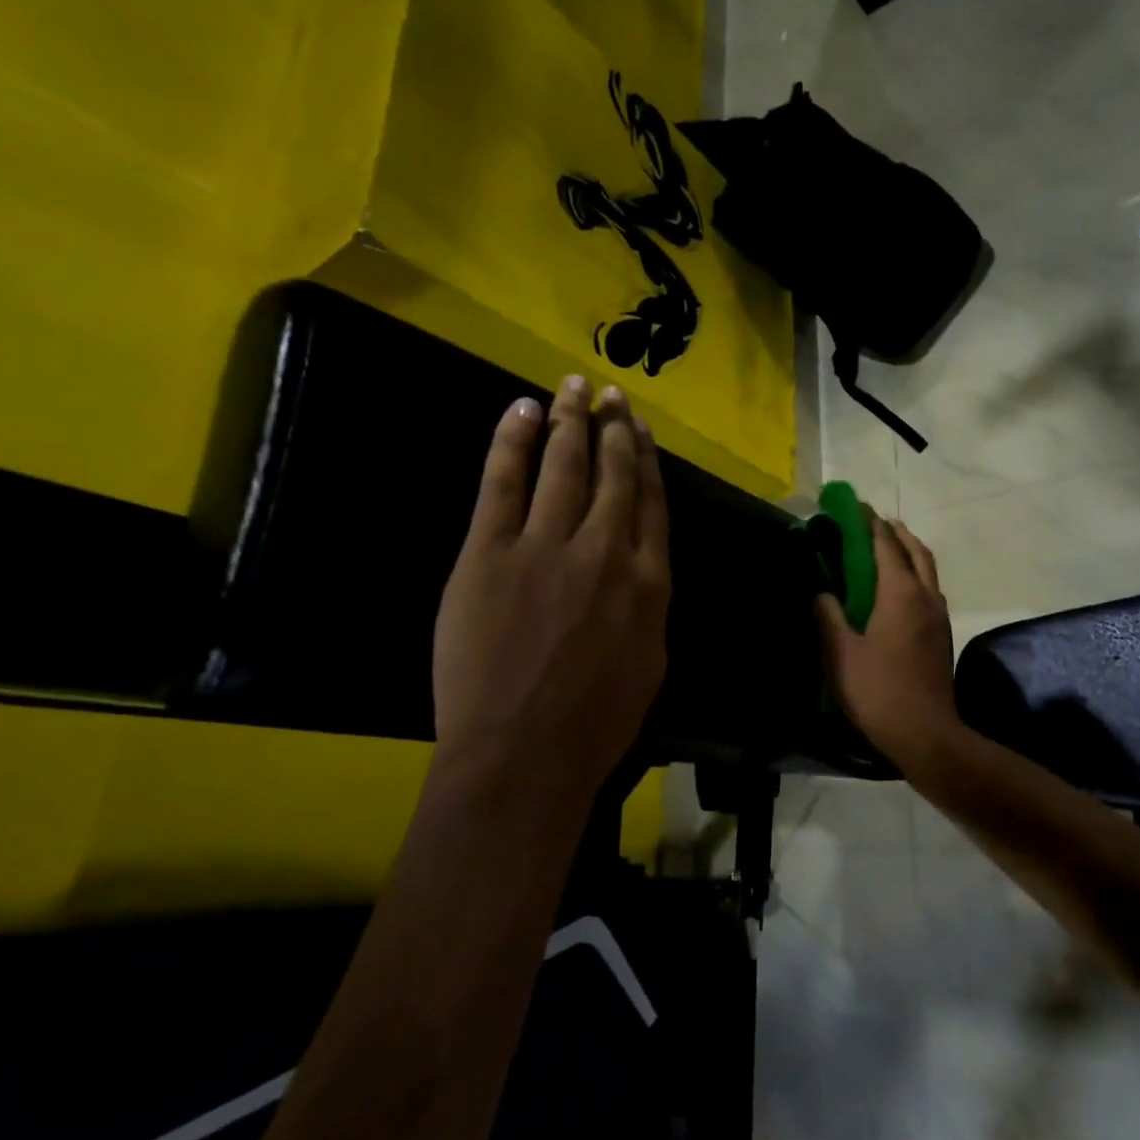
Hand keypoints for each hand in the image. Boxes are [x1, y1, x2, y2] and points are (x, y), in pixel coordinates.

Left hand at [432, 376, 670, 810]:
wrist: (524, 753)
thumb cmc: (596, 723)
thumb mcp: (651, 663)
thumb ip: (649, 606)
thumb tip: (640, 570)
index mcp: (649, 582)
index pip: (651, 505)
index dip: (646, 461)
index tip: (640, 431)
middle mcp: (605, 552)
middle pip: (613, 475)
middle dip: (612, 429)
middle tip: (610, 396)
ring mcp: (546, 547)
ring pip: (563, 466)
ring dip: (569, 420)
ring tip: (573, 387)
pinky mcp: (489, 553)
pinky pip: (503, 483)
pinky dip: (512, 442)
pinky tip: (520, 411)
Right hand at [816, 515, 962, 775]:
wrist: (925, 733)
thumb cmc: (878, 691)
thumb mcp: (840, 653)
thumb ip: (828, 616)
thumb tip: (821, 591)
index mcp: (901, 594)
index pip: (885, 545)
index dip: (869, 522)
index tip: (854, 506)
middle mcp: (926, 596)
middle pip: (915, 550)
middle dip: (895, 531)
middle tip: (872, 522)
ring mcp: (940, 615)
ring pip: (928, 570)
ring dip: (909, 551)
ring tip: (887, 548)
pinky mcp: (943, 634)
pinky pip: (931, 589)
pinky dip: (916, 574)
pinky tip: (899, 588)